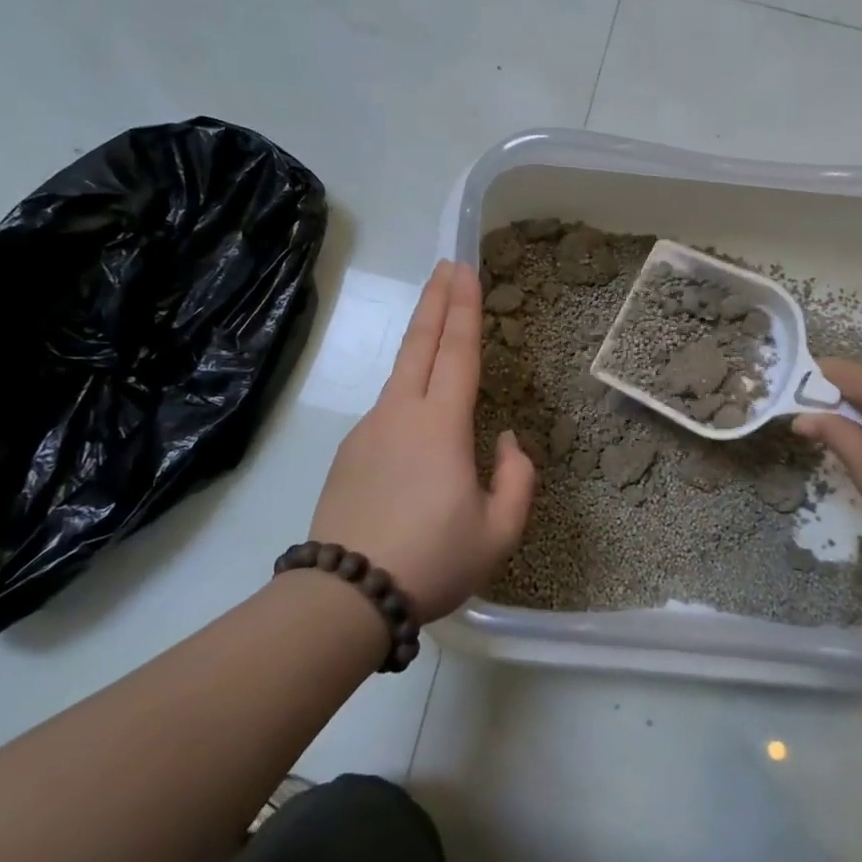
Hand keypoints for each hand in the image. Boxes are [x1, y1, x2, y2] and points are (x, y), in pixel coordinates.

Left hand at [306, 260, 534, 620]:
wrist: (345, 595)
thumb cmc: (432, 561)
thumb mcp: (498, 533)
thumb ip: (516, 480)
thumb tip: (506, 441)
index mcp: (441, 425)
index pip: (458, 352)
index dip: (464, 307)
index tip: (465, 269)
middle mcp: (401, 414)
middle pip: (421, 344)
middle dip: (436, 300)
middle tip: (447, 265)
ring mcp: (369, 430)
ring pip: (400, 373)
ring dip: (421, 340)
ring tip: (436, 324)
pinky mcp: (350, 452)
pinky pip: (387, 408)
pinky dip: (407, 390)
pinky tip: (416, 415)